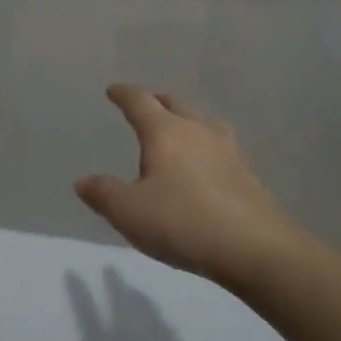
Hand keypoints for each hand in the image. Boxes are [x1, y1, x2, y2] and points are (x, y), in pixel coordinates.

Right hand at [75, 85, 299, 286]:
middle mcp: (198, 131)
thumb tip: (83, 181)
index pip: (140, 102)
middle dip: (157, 101)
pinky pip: (220, 146)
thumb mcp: (129, 212)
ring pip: (203, 122)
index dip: (124, 94)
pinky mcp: (248, 174)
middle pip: (175, 104)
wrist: (256, 249)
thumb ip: (103, 194)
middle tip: (145, 104)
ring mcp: (228, 151)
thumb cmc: (183, 222)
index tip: (113, 90)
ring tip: (177, 128)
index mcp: (166, 132)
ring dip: (186, 119)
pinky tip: (205, 162)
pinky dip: (205, 145)